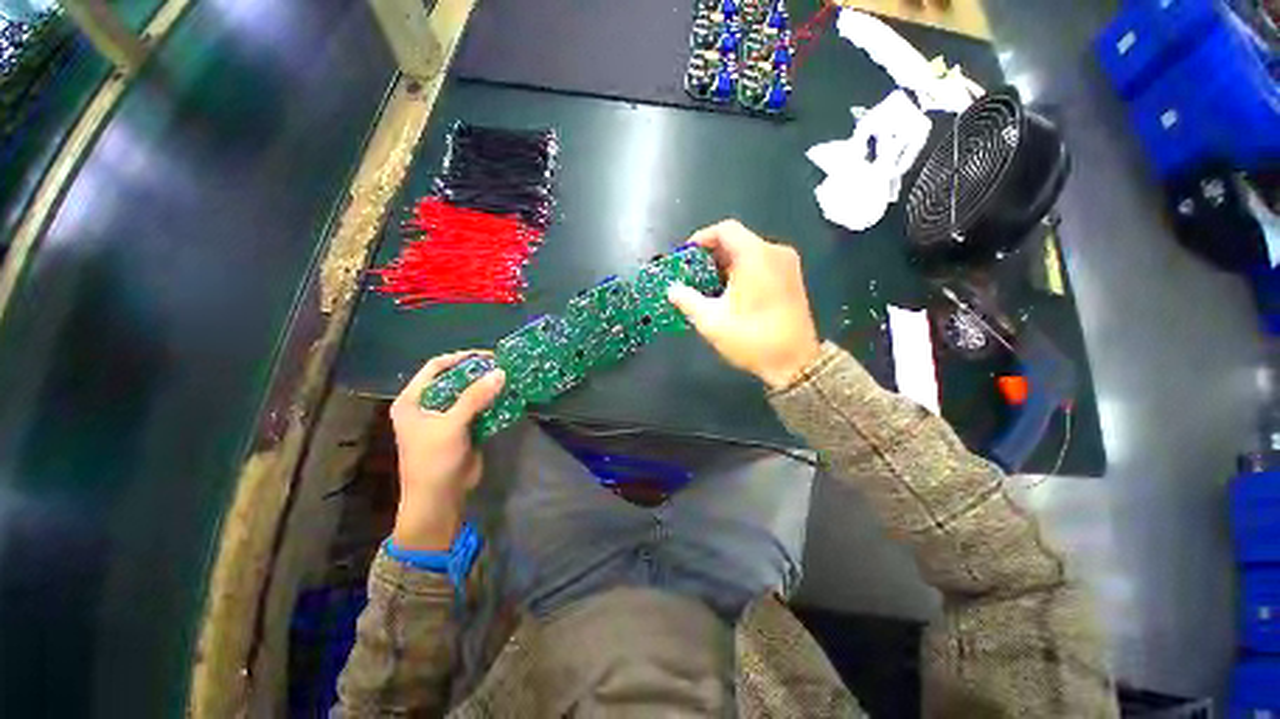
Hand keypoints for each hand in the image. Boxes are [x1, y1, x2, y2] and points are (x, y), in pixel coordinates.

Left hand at [388, 351, 504, 551]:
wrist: (439, 499)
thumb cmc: (434, 460)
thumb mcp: (451, 425)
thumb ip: (475, 397)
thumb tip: (501, 372)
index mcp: (414, 400)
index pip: (436, 367)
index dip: (461, 358)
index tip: (487, 355)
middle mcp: (428, 405)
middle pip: (455, 380)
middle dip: (478, 373)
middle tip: (503, 366)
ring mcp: (447, 418)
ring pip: (470, 395)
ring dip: (489, 388)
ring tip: (511, 378)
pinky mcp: (463, 429)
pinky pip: (480, 409)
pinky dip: (493, 403)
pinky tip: (509, 397)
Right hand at [668, 220, 821, 389]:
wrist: (794, 363)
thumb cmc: (751, 338)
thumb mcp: (711, 321)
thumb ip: (687, 300)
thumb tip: (672, 290)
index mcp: (756, 256)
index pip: (725, 230)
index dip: (701, 239)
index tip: (686, 257)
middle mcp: (775, 253)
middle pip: (738, 240)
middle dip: (711, 255)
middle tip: (693, 275)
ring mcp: (788, 266)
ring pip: (750, 253)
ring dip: (726, 265)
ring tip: (708, 286)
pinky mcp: (792, 279)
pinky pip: (762, 264)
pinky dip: (743, 272)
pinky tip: (730, 293)